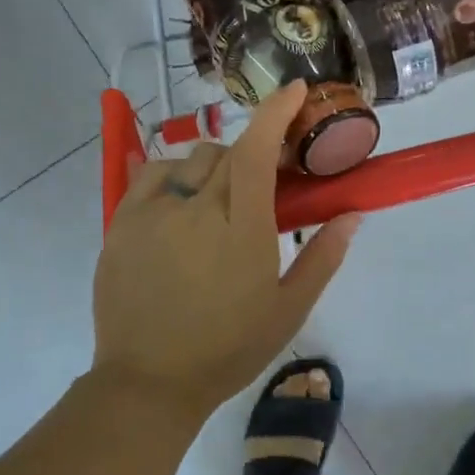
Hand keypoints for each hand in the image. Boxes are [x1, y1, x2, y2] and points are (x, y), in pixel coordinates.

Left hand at [93, 81, 360, 418]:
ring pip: (190, 158)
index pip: (258, 150)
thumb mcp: (289, 310)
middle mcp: (195, 209)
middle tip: (262, 188)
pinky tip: (181, 203)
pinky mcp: (121, 223)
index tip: (295, 90)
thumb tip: (353, 212)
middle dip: (253, 157)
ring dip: (214, 167)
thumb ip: (324, 257)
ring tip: (217, 202)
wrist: (148, 383)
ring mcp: (152, 213)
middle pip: (228, 152)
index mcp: (241, 229)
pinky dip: (174, 175)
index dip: (277, 112)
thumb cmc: (228, 349)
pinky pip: (151, 173)